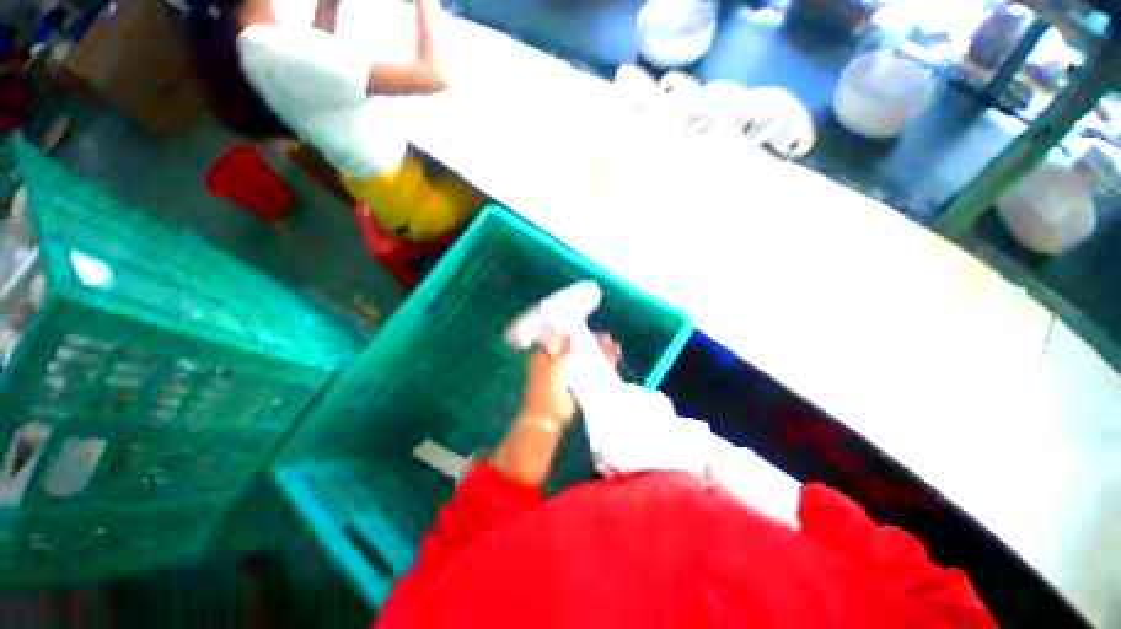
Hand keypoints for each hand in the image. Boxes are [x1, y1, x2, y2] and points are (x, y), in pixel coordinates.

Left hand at [495, 333, 621, 487]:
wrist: (549, 419)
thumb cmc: (547, 389)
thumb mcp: (554, 366)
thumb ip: (563, 350)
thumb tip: (571, 335)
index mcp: (546, 354)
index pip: (563, 337)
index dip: (578, 334)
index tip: (593, 333)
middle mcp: (557, 361)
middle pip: (578, 347)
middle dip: (593, 344)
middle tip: (607, 341)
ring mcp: (568, 373)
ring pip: (586, 358)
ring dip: (600, 354)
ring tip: (614, 349)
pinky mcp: (578, 384)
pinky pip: (591, 370)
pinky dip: (602, 366)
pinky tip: (614, 360)